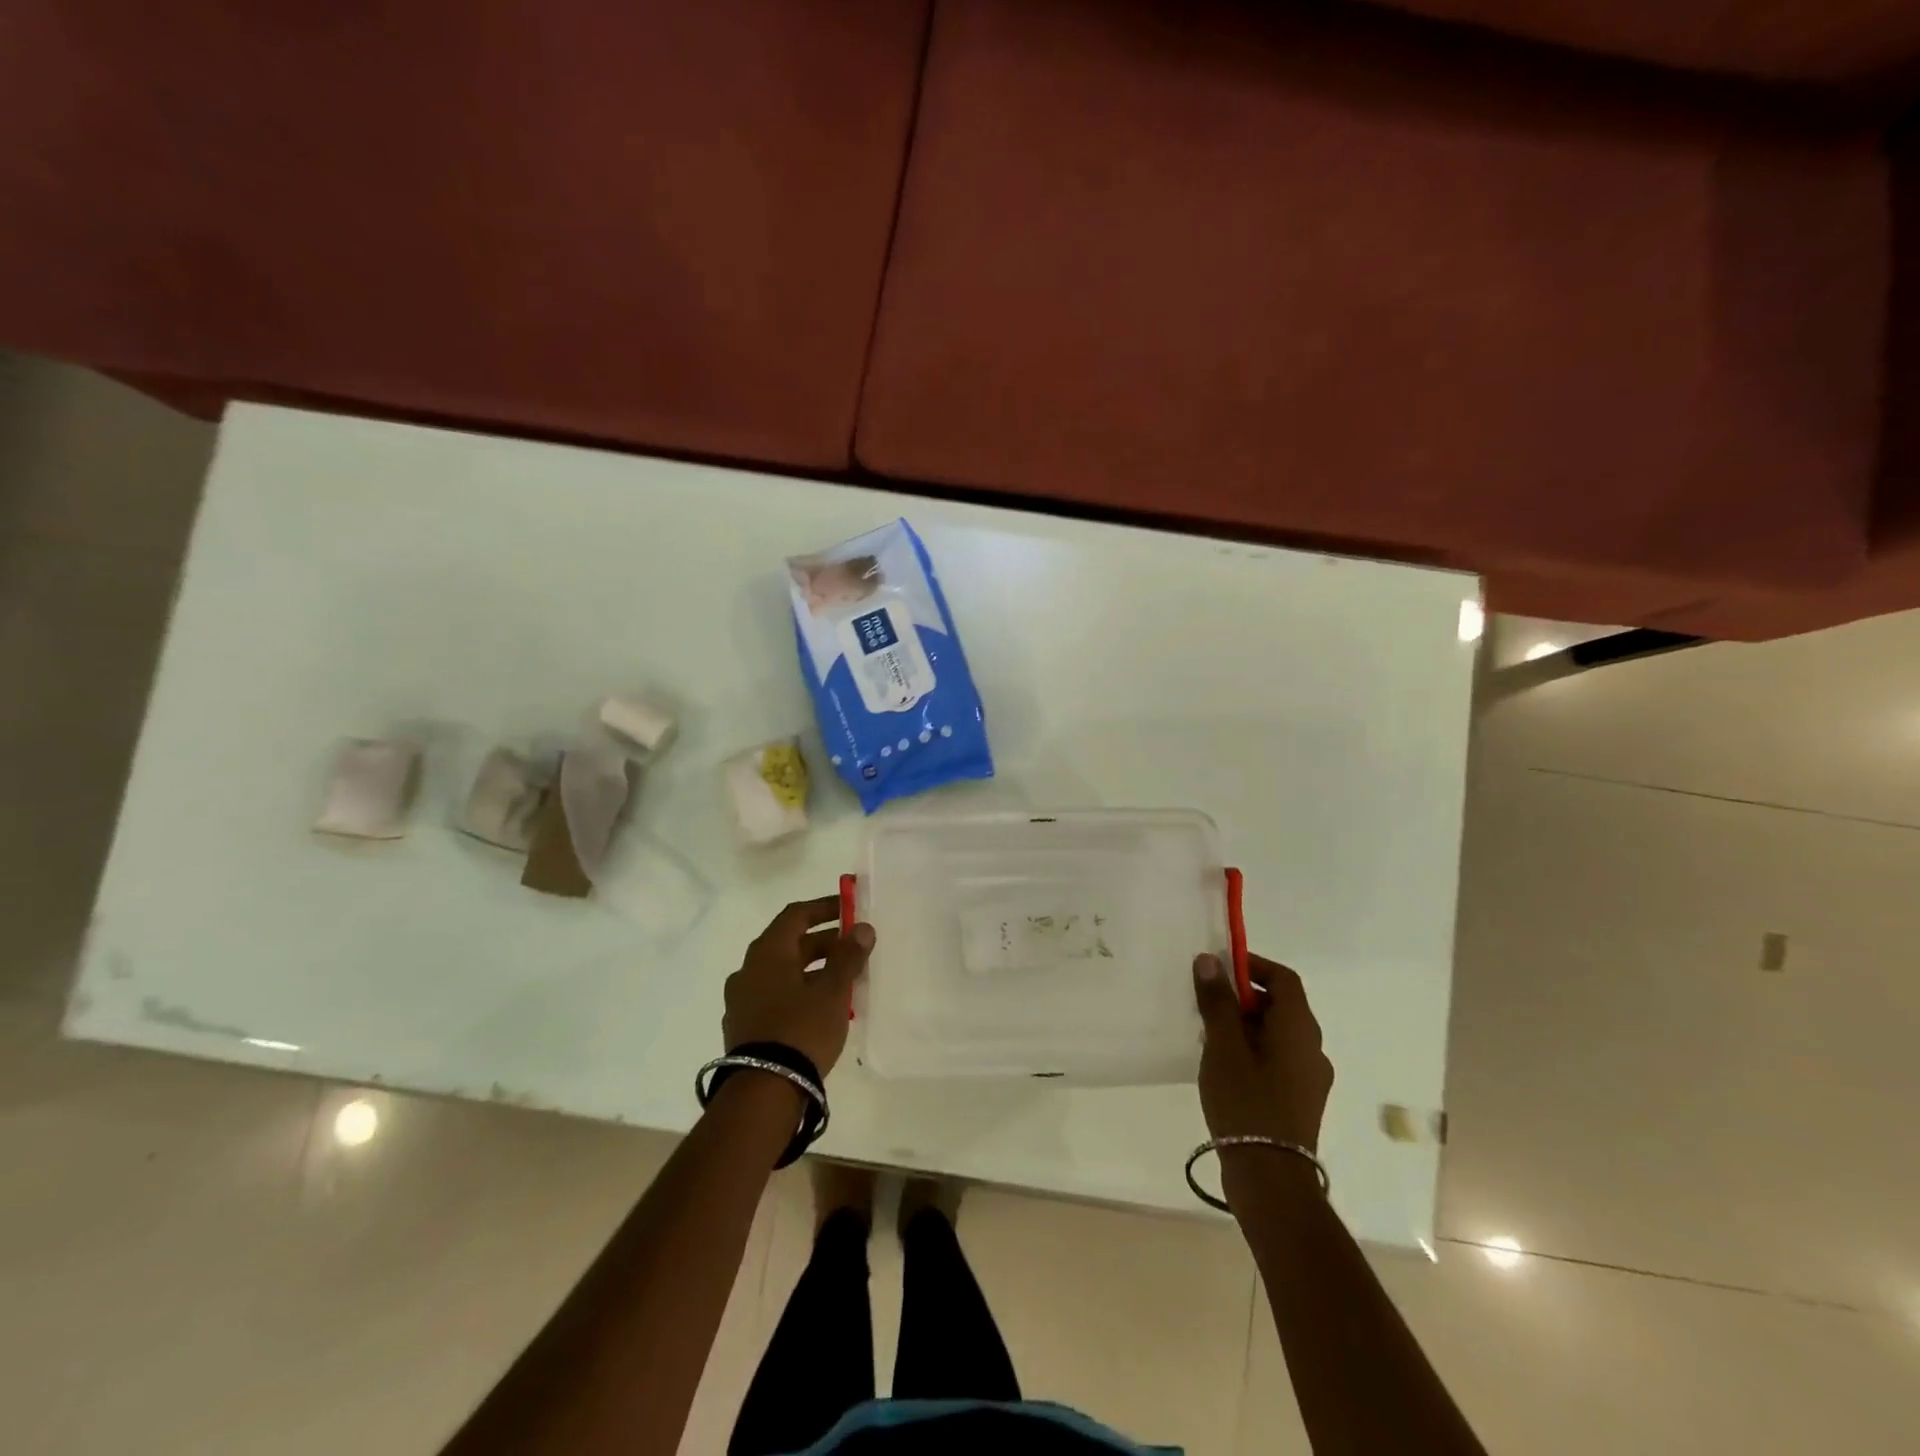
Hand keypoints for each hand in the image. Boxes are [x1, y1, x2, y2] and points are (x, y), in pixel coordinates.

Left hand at [723, 896, 874, 1076]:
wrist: (763, 1092)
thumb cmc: (801, 1029)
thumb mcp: (833, 991)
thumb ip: (848, 956)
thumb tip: (862, 928)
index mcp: (767, 952)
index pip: (796, 915)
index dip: (824, 907)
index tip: (849, 908)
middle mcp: (748, 970)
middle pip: (789, 944)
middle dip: (824, 942)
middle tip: (853, 947)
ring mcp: (742, 1000)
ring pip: (782, 972)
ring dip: (812, 969)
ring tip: (844, 980)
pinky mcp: (743, 1027)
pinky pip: (775, 996)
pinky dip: (799, 992)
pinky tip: (821, 1008)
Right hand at [1193, 952, 1332, 1153]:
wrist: (1271, 1179)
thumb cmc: (1246, 1103)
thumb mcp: (1223, 1047)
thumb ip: (1217, 1002)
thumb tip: (1211, 960)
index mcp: (1299, 1029)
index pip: (1284, 978)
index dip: (1253, 965)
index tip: (1220, 969)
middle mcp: (1313, 1048)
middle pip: (1281, 1005)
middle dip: (1243, 998)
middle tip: (1207, 1006)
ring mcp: (1310, 1077)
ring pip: (1277, 1034)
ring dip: (1246, 1025)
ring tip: (1209, 1038)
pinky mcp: (1301, 1099)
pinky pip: (1278, 1058)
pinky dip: (1253, 1050)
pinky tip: (1225, 1069)